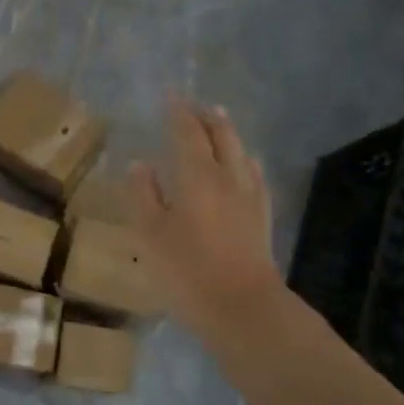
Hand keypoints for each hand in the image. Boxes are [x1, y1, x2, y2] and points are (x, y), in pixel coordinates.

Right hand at [128, 97, 283, 338]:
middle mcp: (228, 177)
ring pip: (241, 152)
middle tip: (195, 105)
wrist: (243, 307)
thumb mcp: (151, 234)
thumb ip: (143, 195)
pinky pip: (254, 174)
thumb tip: (141, 165)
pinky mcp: (262, 217)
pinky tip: (245, 166)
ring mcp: (250, 197)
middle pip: (221, 136)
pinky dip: (244, 160)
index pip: (188, 134)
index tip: (171, 97)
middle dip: (207, 117)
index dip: (179, 114)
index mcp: (197, 177)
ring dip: (228, 133)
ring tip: (220, 123)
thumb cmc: (187, 269)